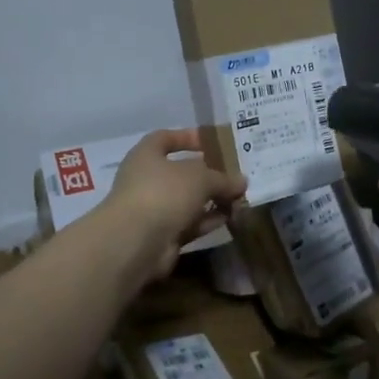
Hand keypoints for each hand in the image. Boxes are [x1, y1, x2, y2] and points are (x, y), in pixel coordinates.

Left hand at [95, 129, 246, 283]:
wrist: (136, 242)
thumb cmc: (164, 193)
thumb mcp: (200, 177)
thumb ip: (222, 178)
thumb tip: (242, 182)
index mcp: (147, 155)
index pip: (166, 138)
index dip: (188, 137)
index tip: (213, 141)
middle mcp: (147, 179)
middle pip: (182, 172)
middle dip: (209, 174)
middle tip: (235, 174)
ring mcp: (154, 209)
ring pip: (188, 200)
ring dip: (213, 199)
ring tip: (241, 197)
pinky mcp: (163, 234)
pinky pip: (190, 222)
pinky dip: (208, 220)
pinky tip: (231, 217)